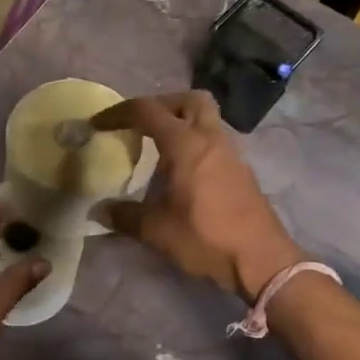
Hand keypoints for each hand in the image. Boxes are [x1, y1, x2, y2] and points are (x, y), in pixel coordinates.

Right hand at [91, 92, 302, 301]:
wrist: (261, 260)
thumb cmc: (206, 238)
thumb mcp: (157, 230)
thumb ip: (125, 216)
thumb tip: (98, 211)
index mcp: (186, 144)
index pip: (148, 111)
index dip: (119, 112)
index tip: (98, 123)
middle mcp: (211, 139)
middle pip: (189, 100)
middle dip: (161, 104)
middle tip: (140, 125)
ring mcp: (231, 153)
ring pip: (206, 119)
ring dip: (181, 123)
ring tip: (158, 147)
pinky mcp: (241, 171)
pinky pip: (214, 141)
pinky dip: (195, 143)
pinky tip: (182, 171)